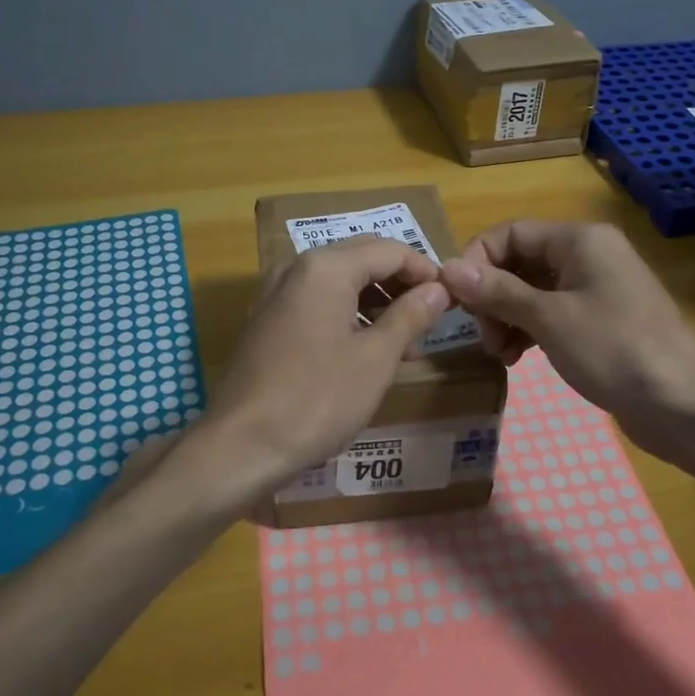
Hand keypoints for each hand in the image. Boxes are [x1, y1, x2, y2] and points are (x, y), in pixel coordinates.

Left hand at [201, 237, 453, 497]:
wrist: (241, 445)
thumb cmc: (317, 399)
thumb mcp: (375, 358)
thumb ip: (410, 316)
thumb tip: (439, 289)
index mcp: (326, 267)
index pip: (389, 250)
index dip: (425, 271)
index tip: (453, 297)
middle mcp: (297, 269)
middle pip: (362, 260)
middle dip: (401, 285)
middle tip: (433, 317)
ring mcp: (277, 294)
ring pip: (340, 283)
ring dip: (376, 303)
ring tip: (407, 342)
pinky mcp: (268, 321)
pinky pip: (318, 303)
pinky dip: (349, 316)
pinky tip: (368, 350)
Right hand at [440, 221, 694, 455]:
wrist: (683, 404)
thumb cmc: (614, 350)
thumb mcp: (549, 318)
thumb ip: (496, 291)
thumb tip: (447, 269)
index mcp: (579, 240)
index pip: (510, 232)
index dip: (477, 260)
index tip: (455, 299)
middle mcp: (587, 255)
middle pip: (519, 261)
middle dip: (492, 296)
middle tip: (483, 336)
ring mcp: (595, 289)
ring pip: (531, 291)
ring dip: (507, 317)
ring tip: (499, 353)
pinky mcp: (599, 321)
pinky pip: (550, 313)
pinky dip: (528, 331)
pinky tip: (516, 358)